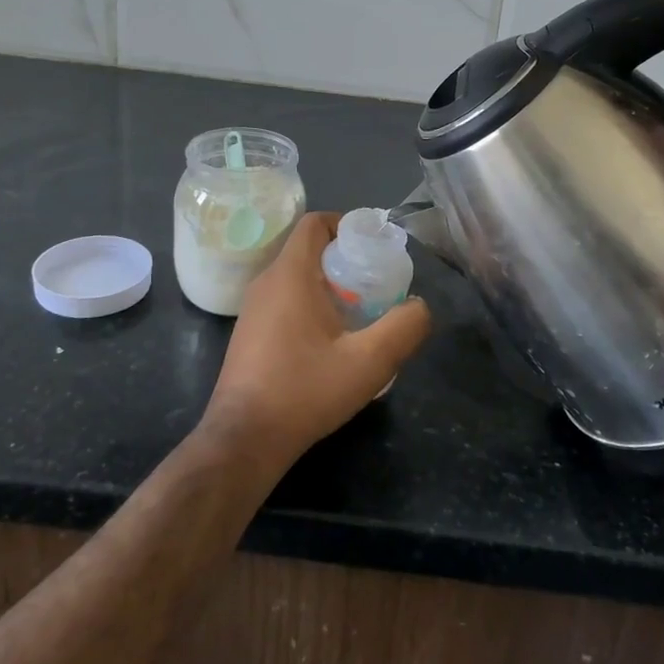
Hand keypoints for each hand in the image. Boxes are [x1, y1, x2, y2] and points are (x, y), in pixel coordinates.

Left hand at [200, 213, 430, 473]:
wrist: (245, 440)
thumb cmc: (305, 391)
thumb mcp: (369, 362)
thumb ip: (403, 327)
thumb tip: (419, 306)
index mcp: (290, 275)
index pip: (315, 223)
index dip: (347, 225)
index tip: (375, 249)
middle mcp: (266, 283)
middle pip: (309, 250)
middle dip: (346, 261)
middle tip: (377, 286)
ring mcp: (253, 310)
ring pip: (297, 278)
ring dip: (330, 287)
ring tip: (361, 316)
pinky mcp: (249, 334)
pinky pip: (285, 302)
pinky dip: (311, 306)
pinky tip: (332, 344)